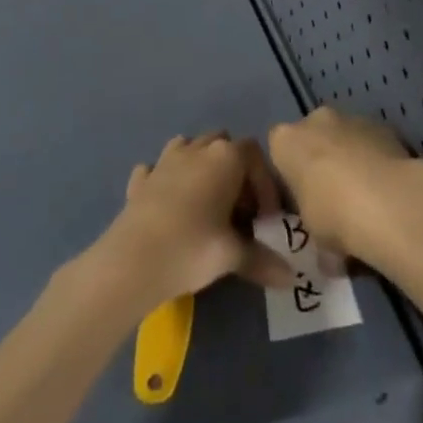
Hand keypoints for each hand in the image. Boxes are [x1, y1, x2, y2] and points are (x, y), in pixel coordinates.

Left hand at [92, 134, 294, 309]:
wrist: (132, 260)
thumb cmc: (192, 248)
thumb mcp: (232, 255)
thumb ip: (262, 260)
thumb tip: (291, 278)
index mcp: (225, 157)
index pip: (255, 155)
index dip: (264, 183)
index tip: (265, 219)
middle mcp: (197, 149)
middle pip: (223, 144)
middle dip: (234, 171)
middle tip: (238, 211)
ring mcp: (165, 160)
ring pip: (189, 147)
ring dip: (200, 166)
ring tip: (205, 203)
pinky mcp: (141, 179)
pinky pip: (157, 169)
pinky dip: (165, 180)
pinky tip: (167, 204)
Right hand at [269, 107, 422, 268]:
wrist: (388, 200)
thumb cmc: (333, 215)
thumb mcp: (313, 236)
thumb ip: (315, 234)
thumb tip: (328, 255)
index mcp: (285, 141)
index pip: (279, 152)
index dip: (290, 178)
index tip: (303, 204)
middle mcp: (315, 120)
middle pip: (313, 139)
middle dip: (322, 163)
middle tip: (334, 202)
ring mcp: (351, 118)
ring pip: (344, 138)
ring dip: (351, 161)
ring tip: (368, 202)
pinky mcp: (383, 125)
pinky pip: (372, 144)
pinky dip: (376, 162)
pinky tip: (388, 193)